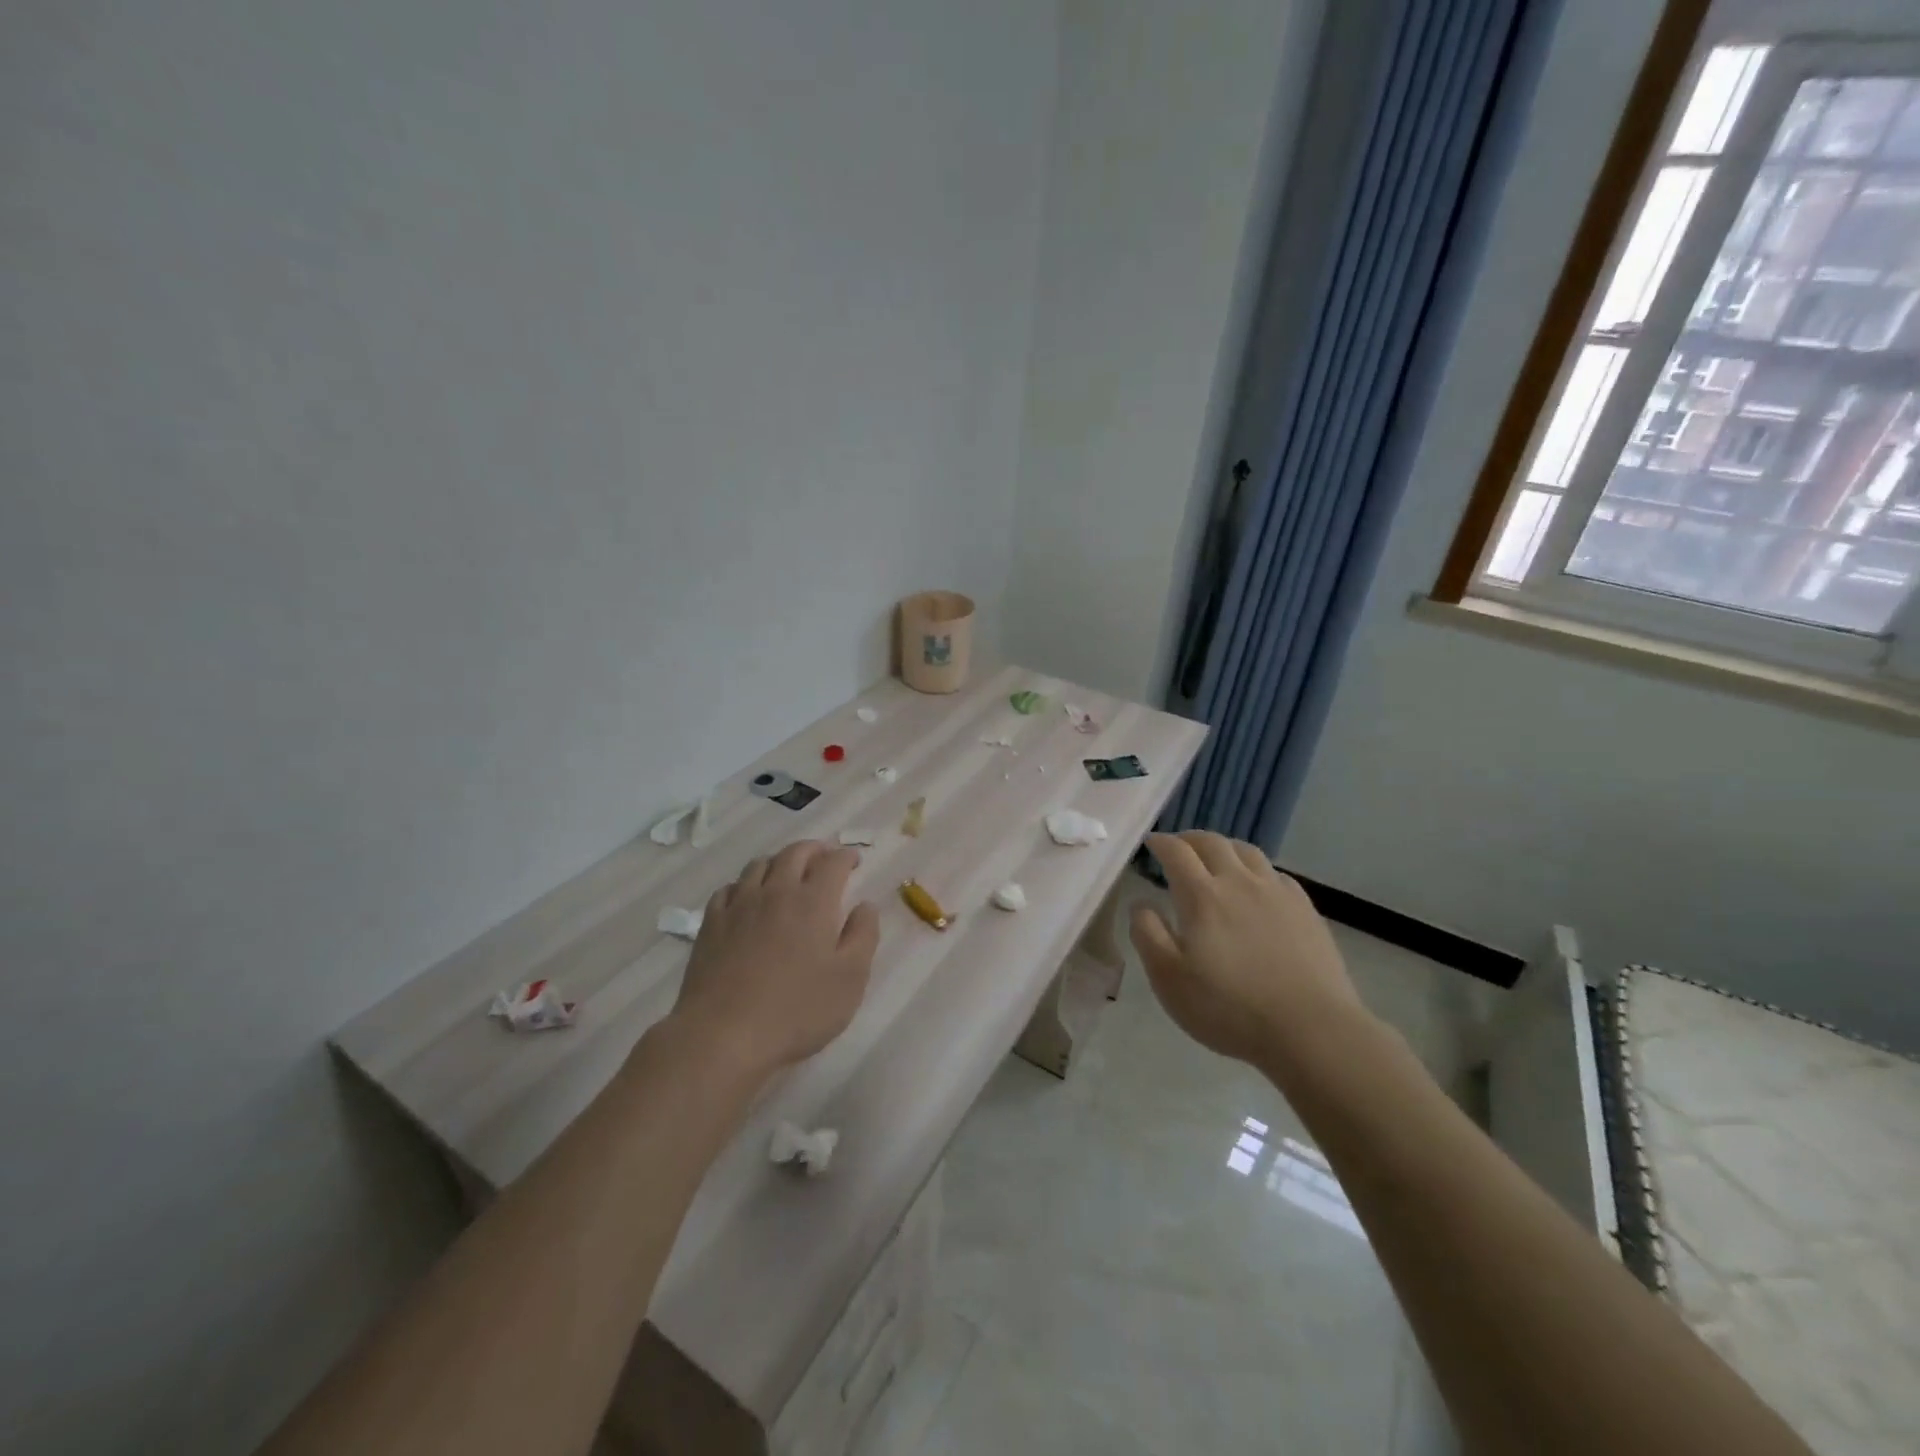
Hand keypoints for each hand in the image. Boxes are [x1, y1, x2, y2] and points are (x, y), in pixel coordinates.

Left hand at [670, 840, 879, 1076]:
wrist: (723, 1035)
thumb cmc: (797, 1010)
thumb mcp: (850, 979)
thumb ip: (863, 936)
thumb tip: (866, 905)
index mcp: (814, 902)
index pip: (833, 863)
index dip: (846, 856)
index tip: (854, 860)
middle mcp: (776, 892)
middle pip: (795, 853)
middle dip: (814, 849)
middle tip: (824, 856)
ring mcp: (739, 905)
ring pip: (760, 865)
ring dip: (779, 861)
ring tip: (788, 872)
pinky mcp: (711, 924)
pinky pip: (729, 888)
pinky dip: (745, 884)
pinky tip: (748, 897)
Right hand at [1129, 831, 1366, 1064]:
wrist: (1311, 1030)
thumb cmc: (1228, 1008)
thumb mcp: (1168, 978)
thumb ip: (1147, 934)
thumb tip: (1141, 903)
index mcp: (1202, 896)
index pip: (1176, 852)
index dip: (1161, 842)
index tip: (1151, 843)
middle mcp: (1239, 882)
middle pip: (1213, 842)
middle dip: (1190, 839)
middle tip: (1179, 847)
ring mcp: (1277, 893)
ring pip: (1248, 852)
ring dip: (1225, 848)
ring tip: (1216, 858)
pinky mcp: (1306, 910)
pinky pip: (1276, 874)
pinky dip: (1257, 870)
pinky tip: (1258, 886)